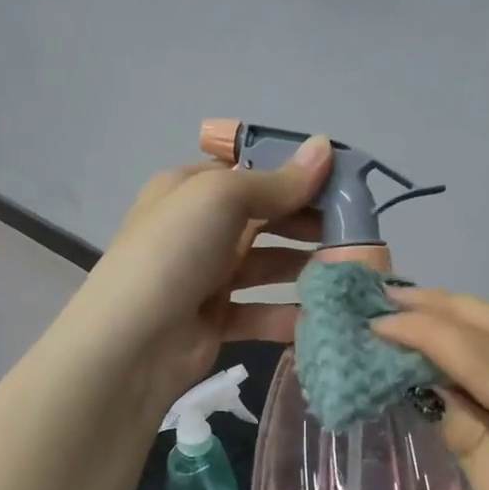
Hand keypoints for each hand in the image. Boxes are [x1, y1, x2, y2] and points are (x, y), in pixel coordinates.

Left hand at [63, 135, 333, 409]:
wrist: (131, 343)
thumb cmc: (175, 252)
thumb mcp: (222, 199)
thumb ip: (278, 181)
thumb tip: (325, 146)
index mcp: (191, 190)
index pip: (251, 173)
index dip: (296, 176)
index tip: (344, 185)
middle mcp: (199, 230)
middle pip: (265, 219)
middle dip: (308, 223)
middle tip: (356, 231)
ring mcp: (207, 277)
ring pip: (267, 266)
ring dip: (305, 268)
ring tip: (349, 272)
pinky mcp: (217, 321)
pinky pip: (262, 312)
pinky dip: (289, 314)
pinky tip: (324, 316)